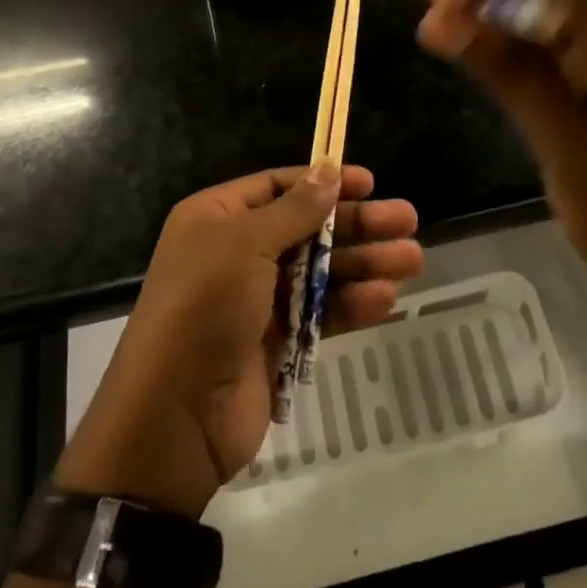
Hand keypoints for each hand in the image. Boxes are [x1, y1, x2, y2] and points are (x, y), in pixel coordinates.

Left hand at [56, 165, 423, 517]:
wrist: (174, 416)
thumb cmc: (205, 306)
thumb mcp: (245, 244)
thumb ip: (294, 209)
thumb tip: (329, 171)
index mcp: (218, 218)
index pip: (277, 187)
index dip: (322, 182)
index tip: (369, 182)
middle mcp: (236, 252)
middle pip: (307, 228)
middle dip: (357, 224)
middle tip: (407, 220)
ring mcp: (257, 299)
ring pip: (320, 271)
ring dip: (365, 263)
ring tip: (413, 259)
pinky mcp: (276, 342)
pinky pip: (320, 313)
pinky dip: (351, 304)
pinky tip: (386, 298)